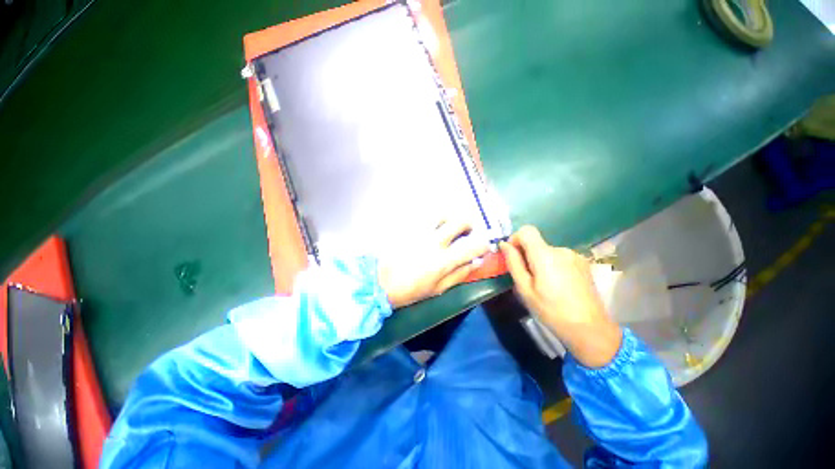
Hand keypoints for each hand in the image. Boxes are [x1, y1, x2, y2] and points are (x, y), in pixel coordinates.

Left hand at [378, 219, 489, 308]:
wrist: (379, 282)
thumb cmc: (409, 290)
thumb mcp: (437, 290)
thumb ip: (458, 275)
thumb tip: (474, 263)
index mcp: (443, 260)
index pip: (473, 245)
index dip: (483, 244)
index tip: (482, 247)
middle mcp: (434, 241)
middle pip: (460, 220)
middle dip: (470, 224)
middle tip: (467, 231)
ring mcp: (419, 231)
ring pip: (442, 213)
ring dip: (450, 218)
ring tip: (447, 227)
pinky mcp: (407, 226)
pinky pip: (424, 216)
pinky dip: (433, 219)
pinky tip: (430, 228)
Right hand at [500, 225, 621, 367]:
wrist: (590, 329)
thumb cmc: (551, 311)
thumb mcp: (525, 289)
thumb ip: (513, 263)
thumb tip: (504, 244)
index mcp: (545, 255)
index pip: (526, 231)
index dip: (515, 239)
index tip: (513, 256)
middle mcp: (561, 250)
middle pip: (536, 243)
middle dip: (526, 255)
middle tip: (527, 279)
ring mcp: (574, 256)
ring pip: (547, 251)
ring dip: (540, 261)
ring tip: (544, 285)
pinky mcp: (582, 263)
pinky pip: (559, 257)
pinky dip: (552, 265)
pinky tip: (558, 285)